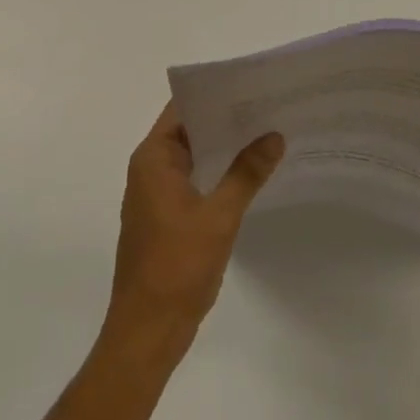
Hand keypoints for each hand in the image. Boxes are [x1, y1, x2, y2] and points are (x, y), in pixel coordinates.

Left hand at [108, 103, 283, 341]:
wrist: (146, 335)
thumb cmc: (176, 268)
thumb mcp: (219, 217)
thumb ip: (246, 173)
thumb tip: (274, 136)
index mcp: (153, 158)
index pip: (183, 108)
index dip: (214, 94)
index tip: (249, 84)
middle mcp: (150, 168)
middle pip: (189, 129)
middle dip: (225, 119)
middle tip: (267, 105)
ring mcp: (155, 194)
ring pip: (193, 155)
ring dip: (223, 147)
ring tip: (264, 132)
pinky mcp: (164, 217)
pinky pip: (193, 179)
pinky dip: (216, 172)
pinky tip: (248, 172)